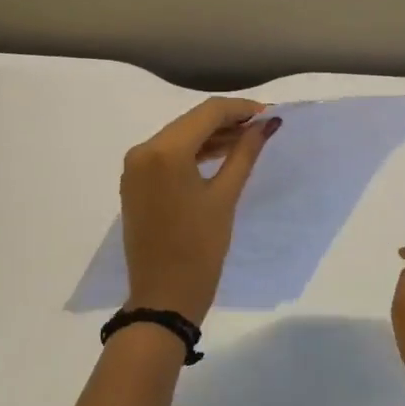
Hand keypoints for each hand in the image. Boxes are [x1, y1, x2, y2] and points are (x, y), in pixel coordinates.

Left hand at [121, 97, 280, 321]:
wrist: (163, 296)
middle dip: (227, 121)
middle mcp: (143, 150)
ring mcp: (135, 167)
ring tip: (247, 141)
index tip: (270, 114)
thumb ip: (245, 153)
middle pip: (191, 122)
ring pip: (178, 137)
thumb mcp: (225, 197)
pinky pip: (167, 156)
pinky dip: (193, 153)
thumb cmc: (200, 249)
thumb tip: (267, 124)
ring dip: (211, 137)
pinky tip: (220, 157)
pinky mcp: (135, 183)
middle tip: (263, 127)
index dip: (241, 109)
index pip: (207, 112)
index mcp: (164, 151)